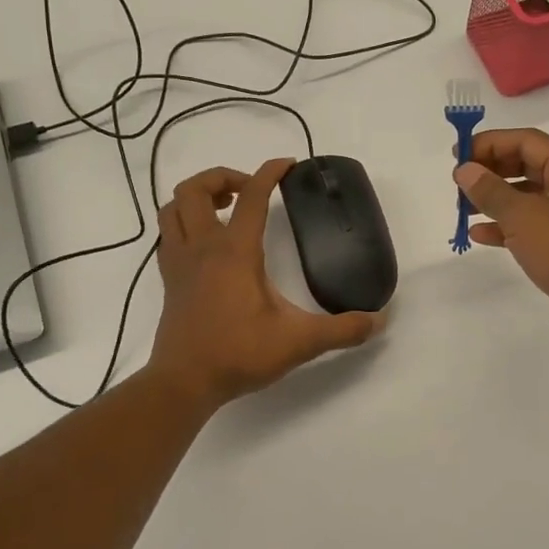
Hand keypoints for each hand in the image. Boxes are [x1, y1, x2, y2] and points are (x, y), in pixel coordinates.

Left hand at [149, 159, 380, 405]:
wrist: (184, 383)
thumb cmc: (238, 354)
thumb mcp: (299, 341)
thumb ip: (342, 330)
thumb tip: (379, 320)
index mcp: (234, 252)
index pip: (251, 196)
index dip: (270, 173)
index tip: (288, 165)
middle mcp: (202, 248)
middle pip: (194, 189)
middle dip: (222, 177)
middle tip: (250, 190)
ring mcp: (179, 263)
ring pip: (173, 209)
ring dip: (196, 198)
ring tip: (226, 208)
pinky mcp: (169, 281)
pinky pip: (169, 236)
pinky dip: (184, 225)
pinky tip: (207, 243)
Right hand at [454, 129, 548, 360]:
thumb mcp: (526, 217)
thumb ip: (492, 191)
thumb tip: (465, 169)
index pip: (528, 142)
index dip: (491, 142)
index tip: (459, 155)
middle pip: (529, 167)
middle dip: (492, 172)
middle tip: (459, 183)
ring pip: (529, 200)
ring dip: (496, 201)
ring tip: (463, 209)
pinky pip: (534, 229)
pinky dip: (507, 229)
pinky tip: (480, 236)